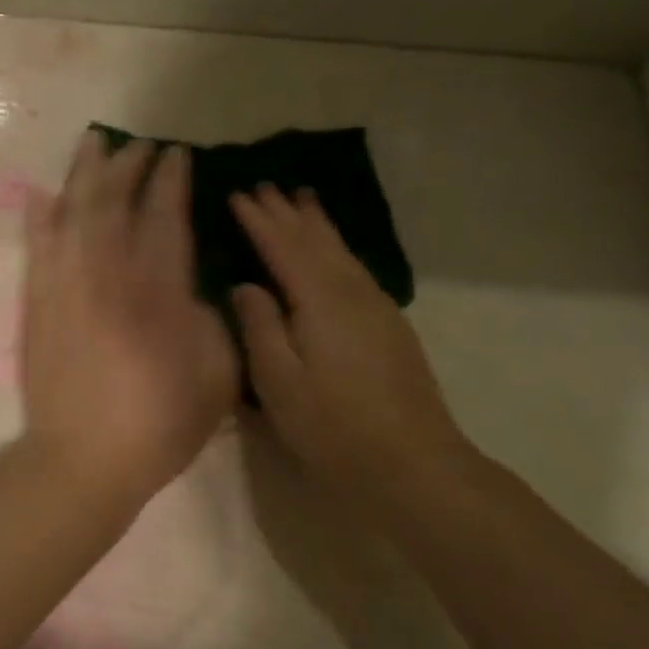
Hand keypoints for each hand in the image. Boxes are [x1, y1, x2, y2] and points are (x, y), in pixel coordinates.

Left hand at [18, 133, 237, 513]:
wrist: (83, 459)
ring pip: (72, 213)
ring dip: (84, 174)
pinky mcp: (37, 303)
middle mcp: (107, 274)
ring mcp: (65, 286)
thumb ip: (209, 318)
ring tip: (93, 143)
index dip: (170, 181)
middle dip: (128, 166)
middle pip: (114, 202)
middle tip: (140, 144)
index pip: (164, 217)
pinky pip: (36, 247)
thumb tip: (189, 285)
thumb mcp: (216, 375)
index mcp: (157, 290)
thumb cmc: (158, 423)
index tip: (176, 154)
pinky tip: (42, 194)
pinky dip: (39, 216)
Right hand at [229, 186, 471, 508]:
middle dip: (288, 212)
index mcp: (320, 300)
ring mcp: (376, 308)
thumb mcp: (278, 380)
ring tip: (302, 199)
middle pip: (316, 241)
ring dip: (317, 224)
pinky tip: (333, 253)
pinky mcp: (388, 326)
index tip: (236, 194)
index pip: (283, 247)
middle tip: (265, 185)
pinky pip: (354, 268)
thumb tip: (246, 285)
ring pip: (341, 252)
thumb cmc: (332, 426)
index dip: (258, 220)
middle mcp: (352, 292)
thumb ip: (260, 326)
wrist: (412, 463)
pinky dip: (336, 249)